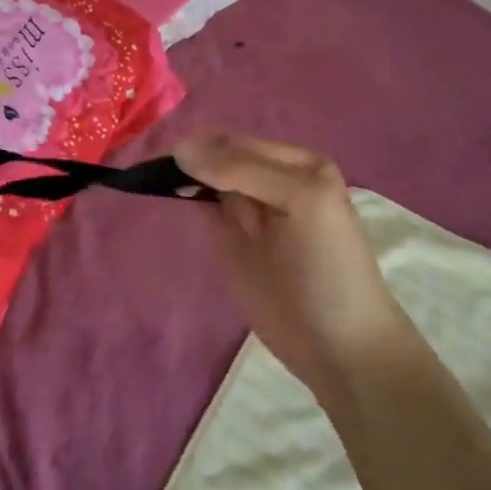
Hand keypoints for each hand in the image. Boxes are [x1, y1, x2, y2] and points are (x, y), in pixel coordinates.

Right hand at [174, 130, 404, 391]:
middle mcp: (267, 179)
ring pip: (203, 176)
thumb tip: (180, 148)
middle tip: (154, 168)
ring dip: (180, 173)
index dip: (204, 145)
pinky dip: (182, 195)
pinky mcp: (227, 237)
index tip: (170, 155)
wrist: (338, 347)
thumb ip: (242, 169)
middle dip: (187, 158)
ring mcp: (244, 209)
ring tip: (152, 175)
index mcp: (294, 164)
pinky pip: (200, 205)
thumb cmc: (329, 269)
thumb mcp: (300, 199)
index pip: (236, 142)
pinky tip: (164, 189)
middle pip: (215, 155)